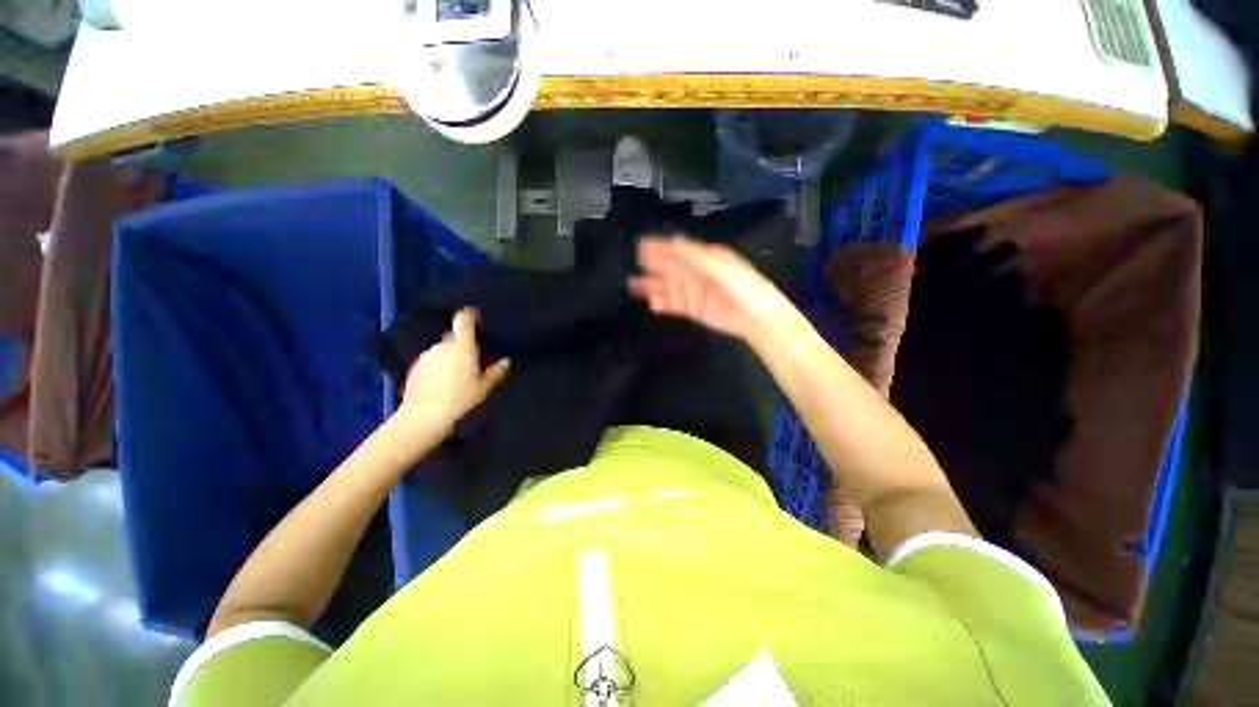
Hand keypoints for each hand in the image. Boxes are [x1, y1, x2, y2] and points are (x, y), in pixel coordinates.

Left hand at [397, 308, 509, 432]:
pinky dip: (438, 365)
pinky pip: (431, 360)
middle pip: (453, 336)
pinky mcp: (414, 367)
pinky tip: (442, 382)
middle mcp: (442, 346)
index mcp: (462, 346)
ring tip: (456, 372)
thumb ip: (496, 371)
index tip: (477, 318)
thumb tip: (506, 361)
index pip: (463, 320)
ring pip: (442, 349)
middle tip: (472, 356)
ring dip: (449, 355)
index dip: (470, 314)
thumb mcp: (484, 387)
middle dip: (462, 342)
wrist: (424, 416)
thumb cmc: (460, 398)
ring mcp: (426, 356)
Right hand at [629, 235, 794, 340]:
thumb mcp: (718, 267)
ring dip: (652, 286)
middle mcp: (695, 272)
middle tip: (633, 262)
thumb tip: (671, 242)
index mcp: (704, 257)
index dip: (660, 247)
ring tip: (633, 285)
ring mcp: (692, 291)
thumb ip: (693, 257)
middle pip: (669, 267)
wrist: (755, 316)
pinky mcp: (692, 308)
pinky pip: (673, 304)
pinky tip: (652, 303)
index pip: (677, 249)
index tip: (641, 245)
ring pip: (668, 286)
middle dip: (652, 265)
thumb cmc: (741, 286)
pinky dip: (662, 303)